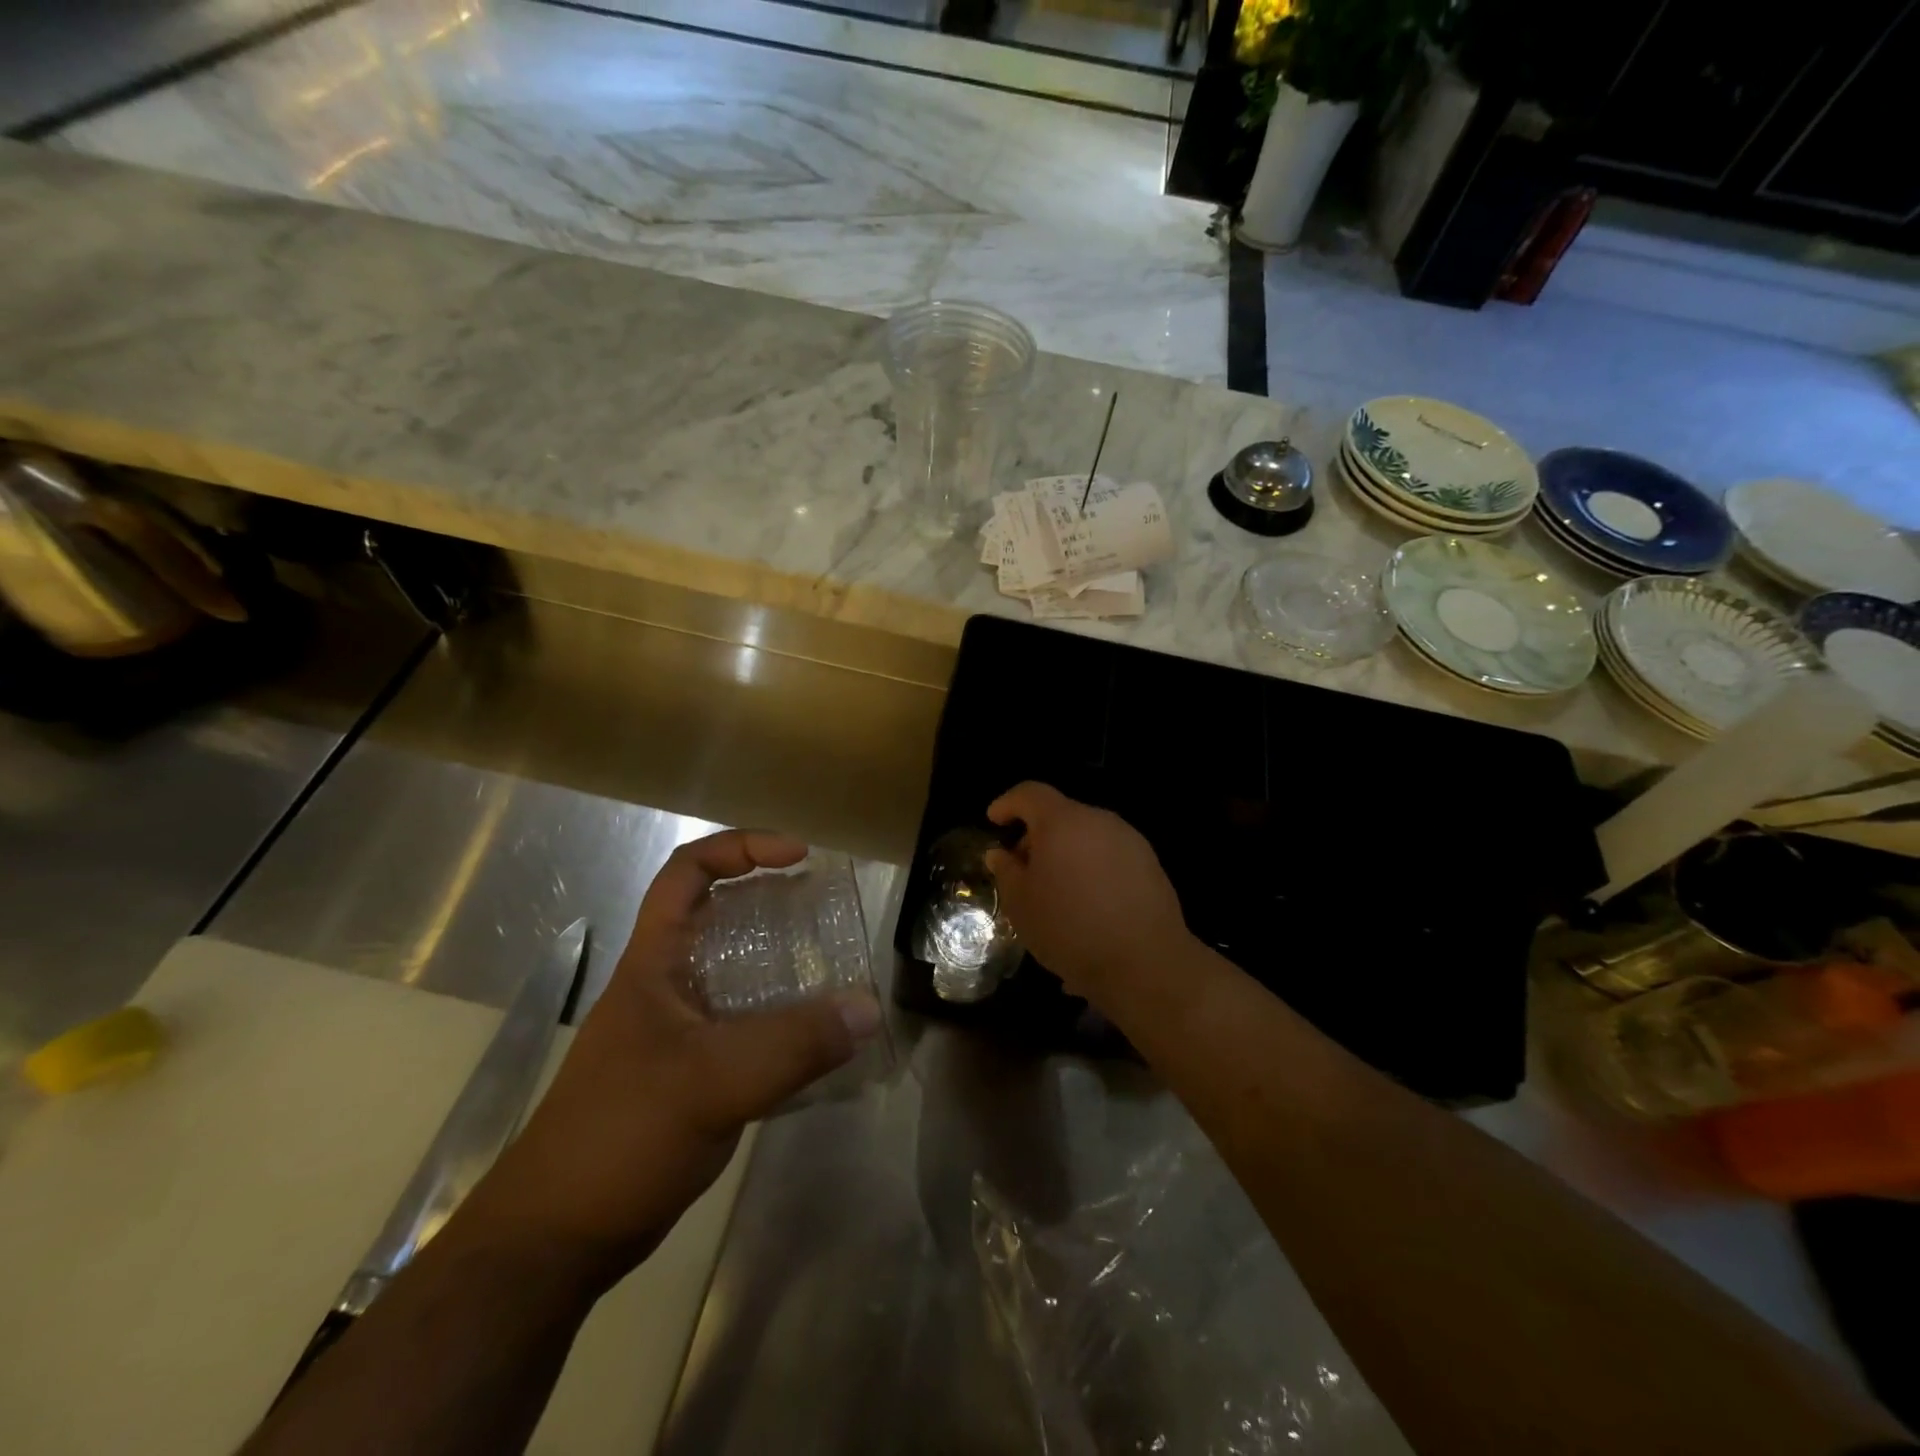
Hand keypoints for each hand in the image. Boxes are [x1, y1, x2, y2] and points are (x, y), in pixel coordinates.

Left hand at [465, 831, 881, 1286]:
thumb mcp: (712, 1082)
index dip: (742, 846)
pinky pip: (749, 1025)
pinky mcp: (694, 1072)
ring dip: (784, 964)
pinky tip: (820, 1039)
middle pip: (721, 916)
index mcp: (655, 961)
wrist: (558, 1240)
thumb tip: (867, 1008)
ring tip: (836, 968)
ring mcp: (680, 1030)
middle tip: (826, 912)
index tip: (798, 856)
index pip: (688, 872)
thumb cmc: (620, 1137)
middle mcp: (668, 984)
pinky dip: (785, 1019)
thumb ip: (793, 1044)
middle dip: (773, 901)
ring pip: (739, 973)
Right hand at [984, 783, 1191, 1009]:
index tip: (994, 821)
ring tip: (1055, 891)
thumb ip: (1006, 871)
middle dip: (1037, 836)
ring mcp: (1130, 841)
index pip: (1030, 793)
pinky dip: (1091, 869)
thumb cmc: (1069, 927)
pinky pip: (1109, 856)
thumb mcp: (1021, 904)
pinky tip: (1086, 905)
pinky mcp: (1150, 864)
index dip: (1008, 803)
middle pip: (1061, 815)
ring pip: (1087, 836)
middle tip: (1022, 868)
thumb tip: (1000, 854)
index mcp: (1063, 821)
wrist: (1145, 962)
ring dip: (1066, 853)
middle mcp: (1099, 820)